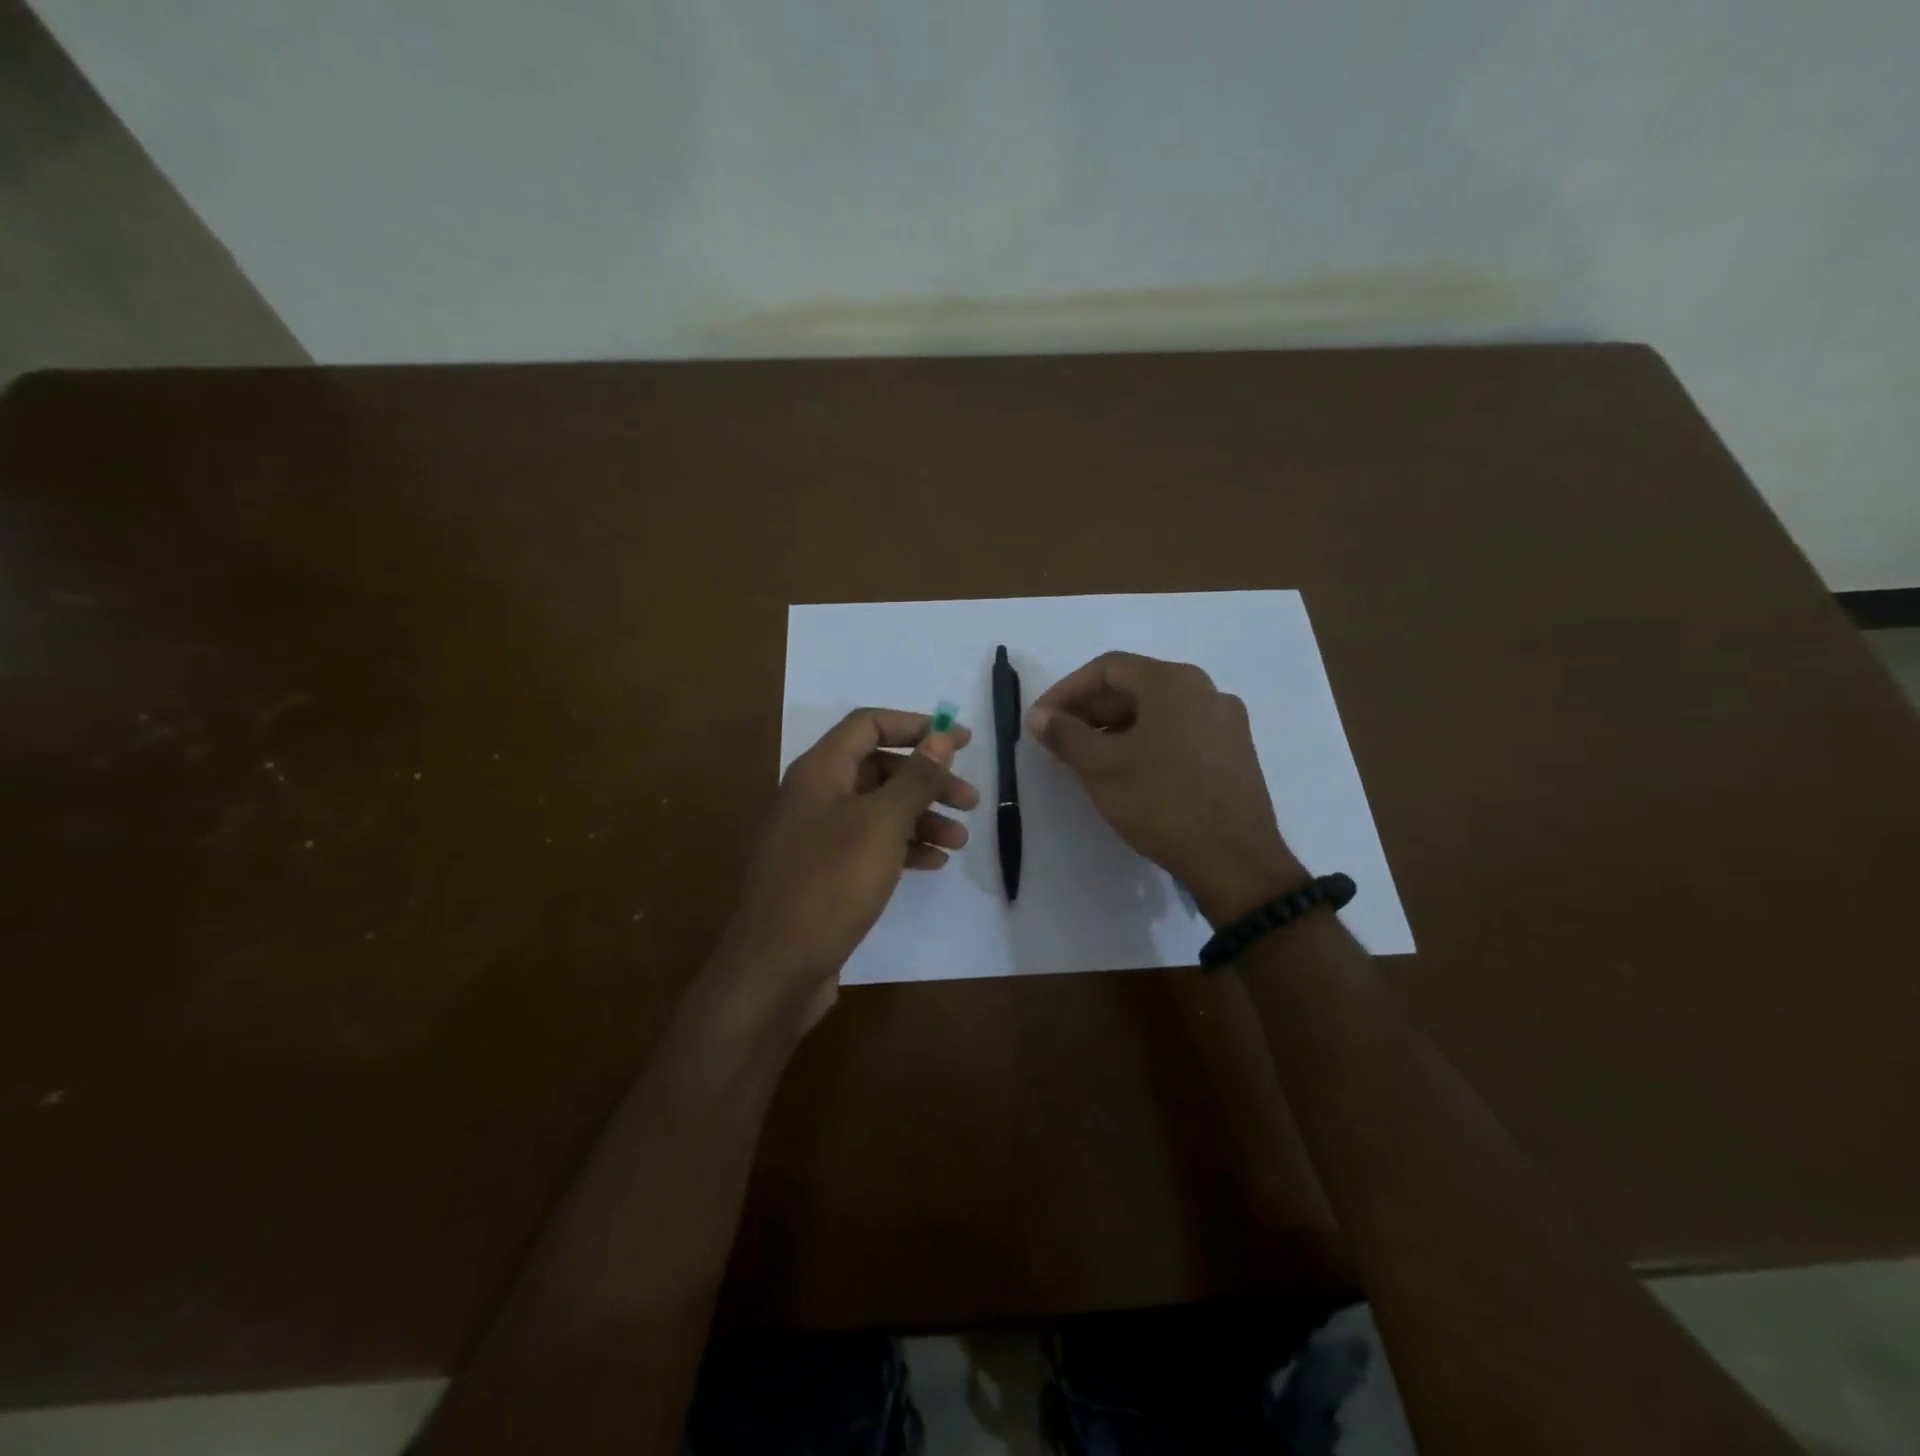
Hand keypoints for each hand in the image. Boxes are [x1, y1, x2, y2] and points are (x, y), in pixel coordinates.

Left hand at [718, 709, 978, 1033]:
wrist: (776, 967)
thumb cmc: (831, 884)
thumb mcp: (881, 824)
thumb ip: (915, 778)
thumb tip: (942, 737)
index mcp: (820, 770)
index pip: (869, 724)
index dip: (917, 726)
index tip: (961, 741)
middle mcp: (815, 794)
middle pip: (878, 767)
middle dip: (927, 780)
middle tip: (970, 800)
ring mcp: (817, 835)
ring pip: (878, 809)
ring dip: (921, 817)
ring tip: (960, 839)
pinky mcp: (824, 872)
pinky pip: (870, 844)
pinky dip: (902, 846)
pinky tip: (933, 862)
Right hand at [1027, 652, 1303, 925]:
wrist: (1235, 861)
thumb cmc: (1162, 802)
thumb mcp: (1101, 767)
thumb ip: (1065, 734)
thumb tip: (1041, 717)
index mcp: (1174, 682)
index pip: (1107, 668)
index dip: (1066, 691)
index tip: (1041, 721)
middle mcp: (1206, 690)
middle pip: (1135, 686)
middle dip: (1090, 710)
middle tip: (1059, 740)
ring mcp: (1226, 722)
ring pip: (1158, 712)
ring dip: (1116, 728)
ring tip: (1087, 759)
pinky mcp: (1234, 753)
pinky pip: (1179, 733)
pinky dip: (1146, 742)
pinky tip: (1128, 772)